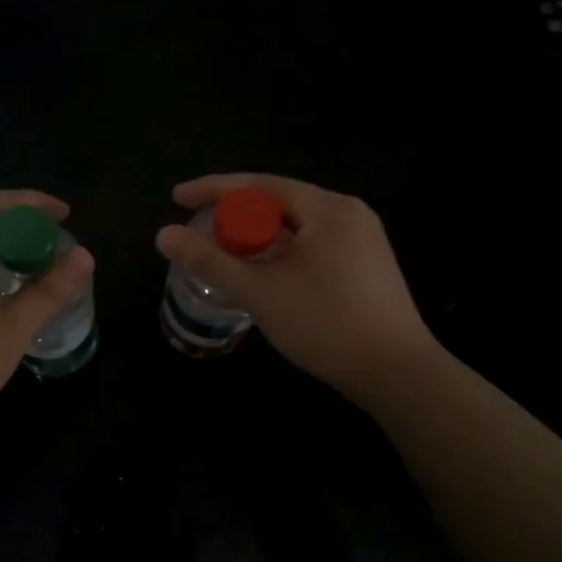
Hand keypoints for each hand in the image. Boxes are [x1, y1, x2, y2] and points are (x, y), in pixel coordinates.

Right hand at [155, 173, 438, 392]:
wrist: (398, 376)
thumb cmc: (326, 324)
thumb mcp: (259, 291)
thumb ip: (209, 260)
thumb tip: (163, 235)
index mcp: (328, 209)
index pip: (260, 185)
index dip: (213, 189)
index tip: (176, 198)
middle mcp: (348, 214)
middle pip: (277, 202)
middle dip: (234, 214)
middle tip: (199, 230)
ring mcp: (361, 240)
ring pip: (294, 226)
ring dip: (255, 236)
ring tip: (223, 252)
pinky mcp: (365, 265)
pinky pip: (310, 244)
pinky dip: (279, 251)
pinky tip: (261, 272)